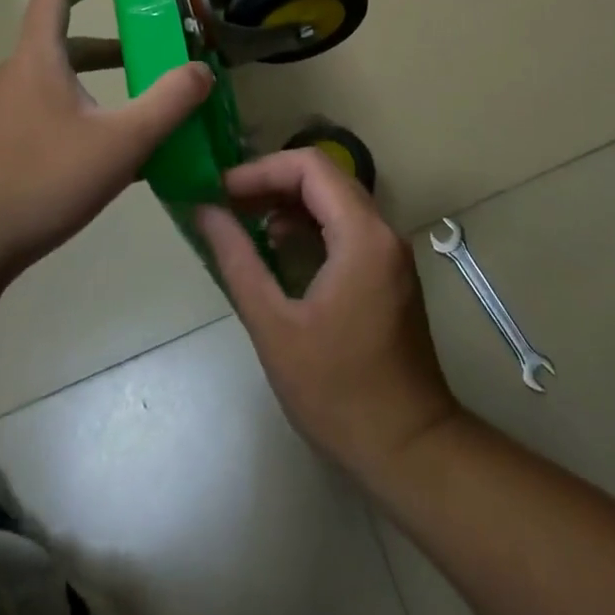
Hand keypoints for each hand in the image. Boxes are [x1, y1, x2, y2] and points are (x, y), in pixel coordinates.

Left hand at [0, 0, 212, 280]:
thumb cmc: (44, 181)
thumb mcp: (122, 141)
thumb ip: (169, 102)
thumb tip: (202, 70)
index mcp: (36, 60)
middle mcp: (12, 76)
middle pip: (61, 43)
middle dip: (109, 48)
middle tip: (147, 58)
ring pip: (53, 82)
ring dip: (94, 84)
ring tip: (133, 112)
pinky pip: (41, 113)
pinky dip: (76, 114)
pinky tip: (101, 156)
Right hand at [196, 150, 461, 481]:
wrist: (409, 448)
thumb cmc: (337, 391)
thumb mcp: (275, 327)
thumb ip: (238, 260)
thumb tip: (205, 211)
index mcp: (361, 235)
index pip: (310, 166)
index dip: (261, 169)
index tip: (221, 189)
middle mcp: (382, 230)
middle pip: (325, 177)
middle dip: (272, 181)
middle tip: (227, 201)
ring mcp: (389, 250)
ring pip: (336, 199)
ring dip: (290, 201)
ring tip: (244, 220)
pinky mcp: (388, 270)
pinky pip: (346, 225)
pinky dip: (310, 224)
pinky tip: (277, 246)